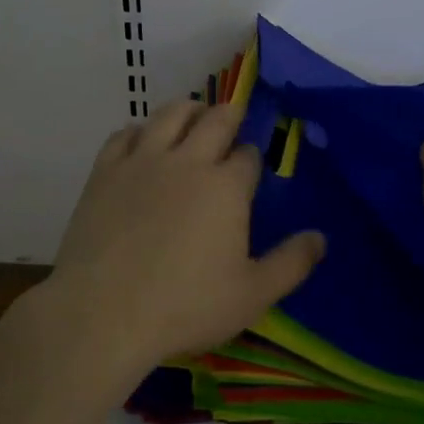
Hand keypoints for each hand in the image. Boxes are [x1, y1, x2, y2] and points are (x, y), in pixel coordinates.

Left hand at [44, 98, 324, 373]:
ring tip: (193, 116)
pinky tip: (143, 140)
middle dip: (229, 116)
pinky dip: (140, 130)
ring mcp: (143, 161)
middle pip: (215, 119)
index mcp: (226, 186)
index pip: (247, 155)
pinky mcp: (105, 171)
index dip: (252, 157)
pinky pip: (125, 133)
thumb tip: (321, 238)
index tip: (250, 167)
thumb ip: (291, 264)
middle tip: (231, 120)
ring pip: (170, 113)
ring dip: (188, 110)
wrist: (102, 313)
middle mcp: (188, 160)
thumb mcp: (251, 295)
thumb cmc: (184, 306)